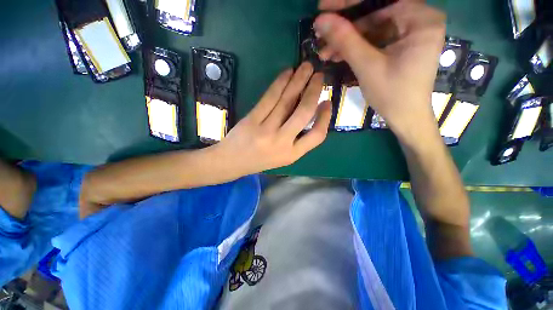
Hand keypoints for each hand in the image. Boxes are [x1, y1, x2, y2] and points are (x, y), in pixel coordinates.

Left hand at [215, 62, 331, 174]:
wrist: (232, 162)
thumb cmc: (260, 160)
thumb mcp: (283, 157)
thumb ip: (297, 140)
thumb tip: (309, 114)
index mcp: (292, 154)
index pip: (317, 135)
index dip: (325, 118)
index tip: (328, 102)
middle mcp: (281, 142)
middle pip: (303, 113)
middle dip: (313, 91)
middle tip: (319, 75)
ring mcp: (266, 130)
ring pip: (286, 101)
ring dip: (298, 81)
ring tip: (306, 67)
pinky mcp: (252, 119)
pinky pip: (269, 98)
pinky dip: (279, 83)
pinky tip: (287, 73)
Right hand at [313, 2, 445, 141]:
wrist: (405, 118)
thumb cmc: (392, 94)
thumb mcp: (367, 66)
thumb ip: (345, 40)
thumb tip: (321, 20)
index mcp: (420, 19)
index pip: (380, 1)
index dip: (349, 3)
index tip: (324, 6)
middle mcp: (418, 20)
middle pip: (375, 13)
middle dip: (345, 26)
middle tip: (321, 31)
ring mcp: (409, 33)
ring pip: (371, 28)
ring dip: (346, 40)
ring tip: (324, 51)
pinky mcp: (400, 45)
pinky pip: (374, 40)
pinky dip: (355, 48)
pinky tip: (337, 55)